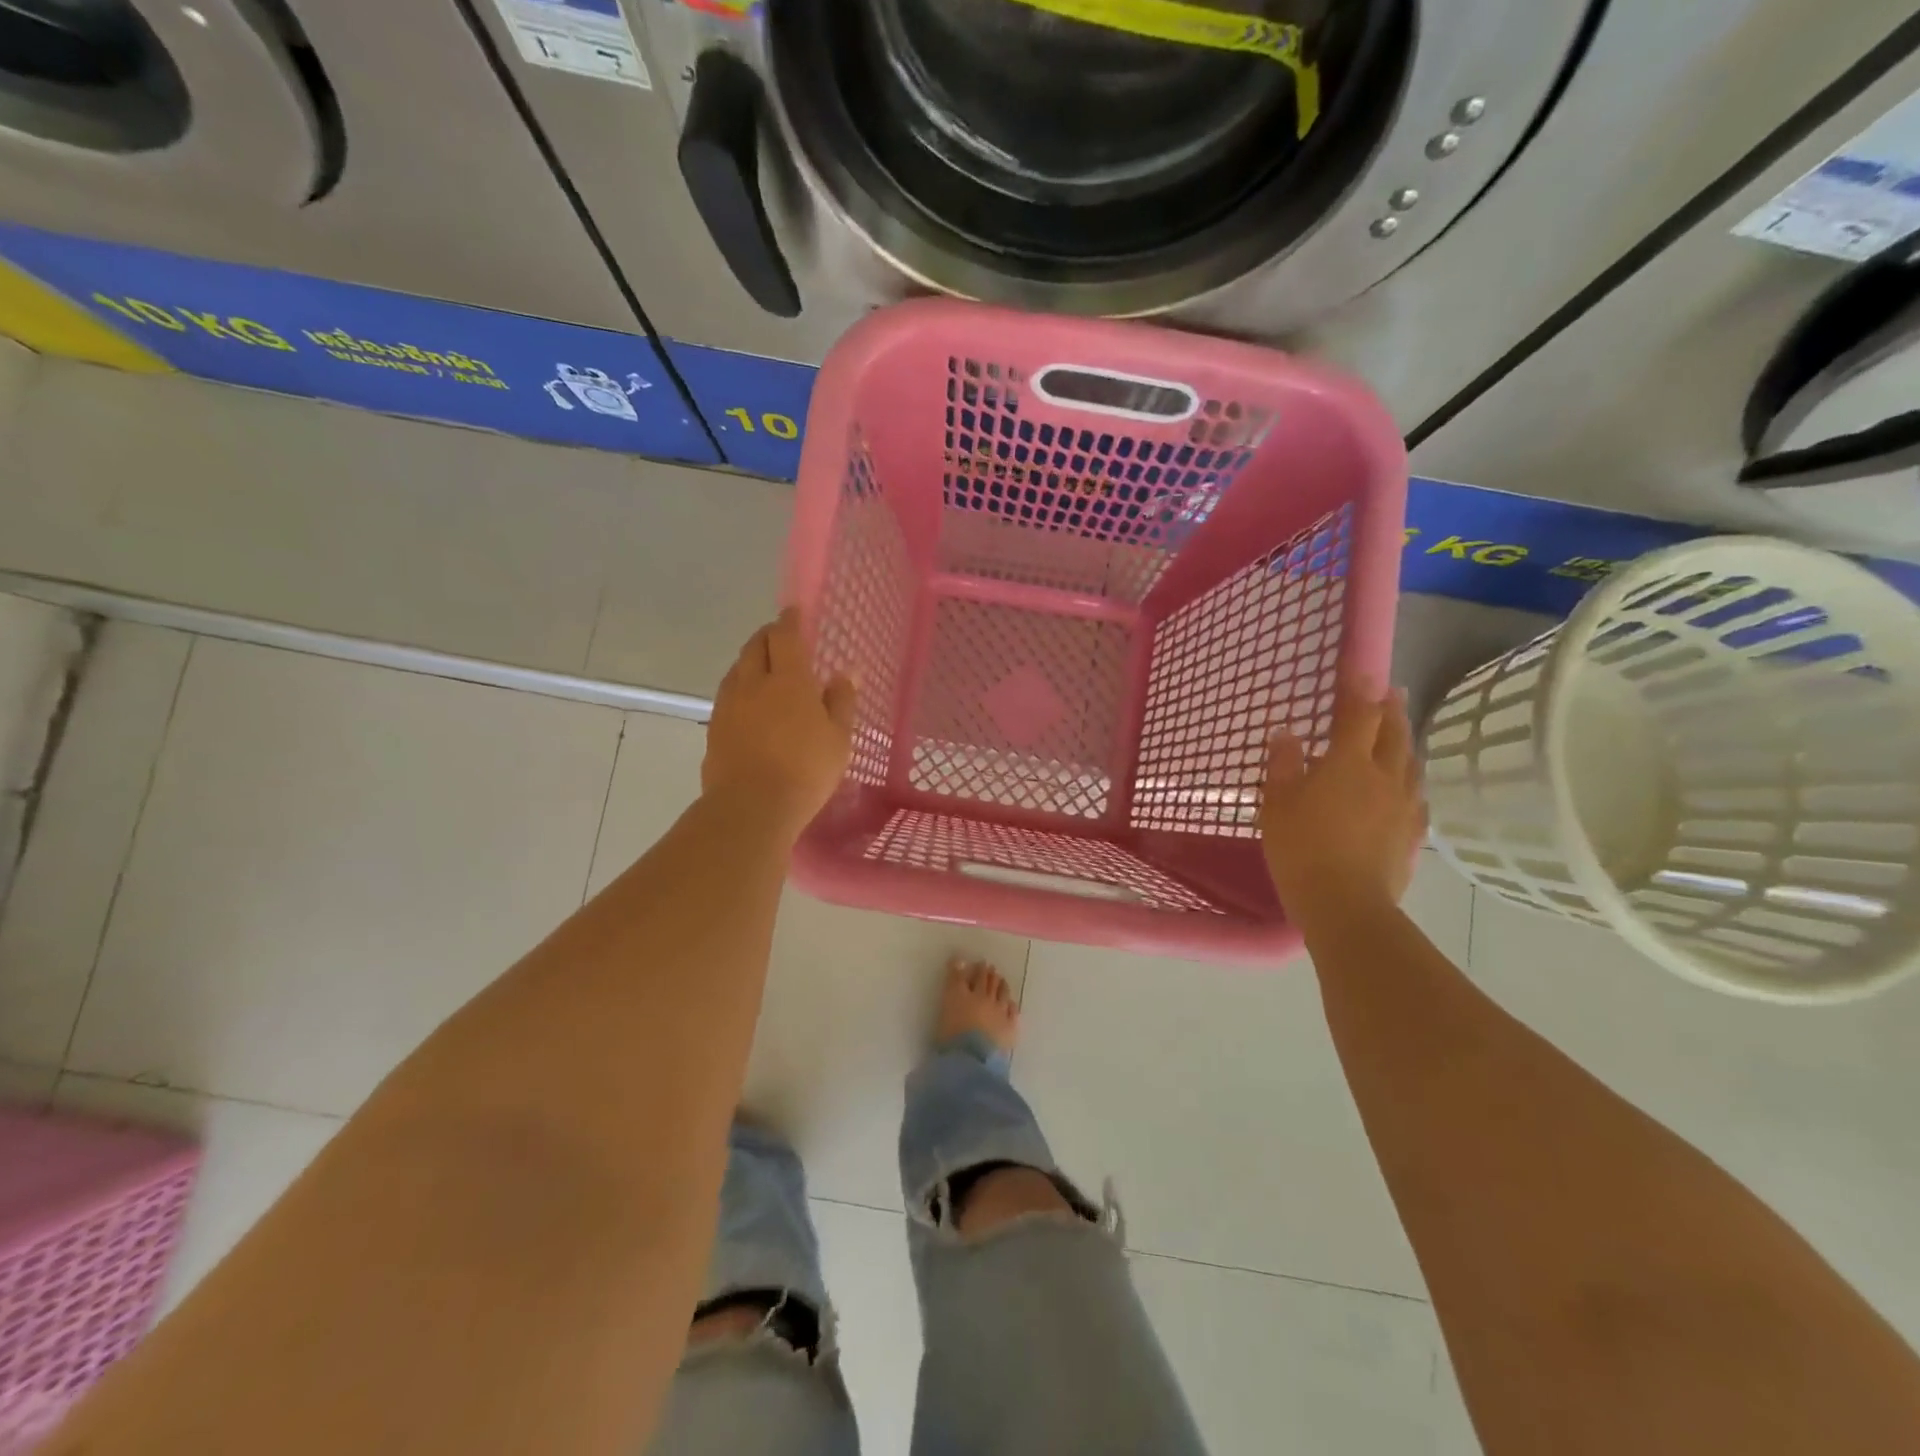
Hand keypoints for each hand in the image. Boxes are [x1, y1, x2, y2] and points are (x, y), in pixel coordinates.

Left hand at [703, 609, 855, 837]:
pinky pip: (727, 697)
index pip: (786, 636)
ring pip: (737, 670)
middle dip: (768, 636)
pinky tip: (748, 706)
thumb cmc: (806, 770)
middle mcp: (753, 683)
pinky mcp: (714, 730)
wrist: (751, 807)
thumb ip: (842, 701)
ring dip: (751, 662)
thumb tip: (846, 672)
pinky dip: (740, 690)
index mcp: (788, 680)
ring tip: (764, 670)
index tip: (794, 611)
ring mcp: (728, 706)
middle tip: (781, 638)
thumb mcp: (838, 738)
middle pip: (755, 646)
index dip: (790, 620)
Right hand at [1260, 681, 1426, 920]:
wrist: (1346, 905)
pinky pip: (1416, 794)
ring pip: (1410, 761)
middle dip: (1391, 708)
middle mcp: (1385, 776)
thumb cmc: (1301, 848)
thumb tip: (1286, 732)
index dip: (1358, 687)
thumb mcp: (1278, 803)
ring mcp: (1405, 805)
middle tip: (1390, 691)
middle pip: (1394, 732)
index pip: (1358, 714)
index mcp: (1348, 763)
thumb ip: (1283, 764)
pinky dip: (1409, 778)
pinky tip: (1404, 786)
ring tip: (1398, 732)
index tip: (1360, 666)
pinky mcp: (1413, 833)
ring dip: (1404, 740)